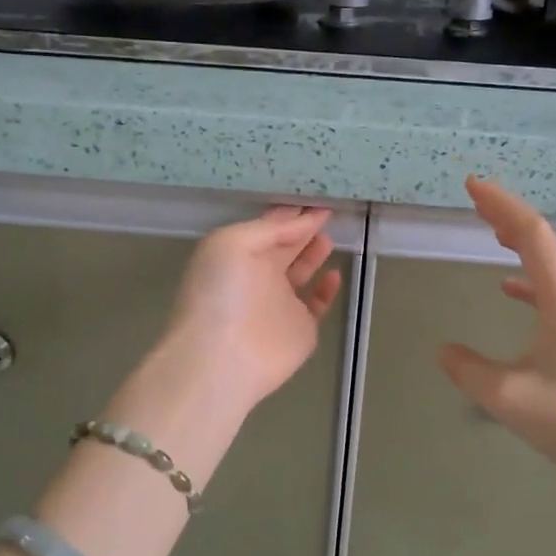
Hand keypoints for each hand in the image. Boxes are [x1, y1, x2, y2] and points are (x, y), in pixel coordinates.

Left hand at [156, 205, 343, 412]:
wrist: (222, 357)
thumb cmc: (221, 292)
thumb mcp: (233, 242)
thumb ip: (271, 228)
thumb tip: (306, 218)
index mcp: (239, 253)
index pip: (269, 227)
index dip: (291, 214)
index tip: (316, 198)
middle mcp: (259, 275)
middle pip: (285, 246)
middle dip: (303, 229)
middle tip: (329, 213)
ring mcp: (280, 303)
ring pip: (301, 272)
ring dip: (314, 253)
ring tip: (329, 236)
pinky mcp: (300, 329)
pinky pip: (317, 304)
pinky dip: (327, 289)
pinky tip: (334, 274)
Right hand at [437, 178, 555, 499]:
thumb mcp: (509, 397)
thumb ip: (469, 370)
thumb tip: (443, 350)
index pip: (531, 234)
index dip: (501, 205)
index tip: (472, 185)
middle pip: (545, 242)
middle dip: (509, 216)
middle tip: (476, 201)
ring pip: (553, 266)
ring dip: (522, 244)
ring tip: (493, 232)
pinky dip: (531, 280)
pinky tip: (511, 290)